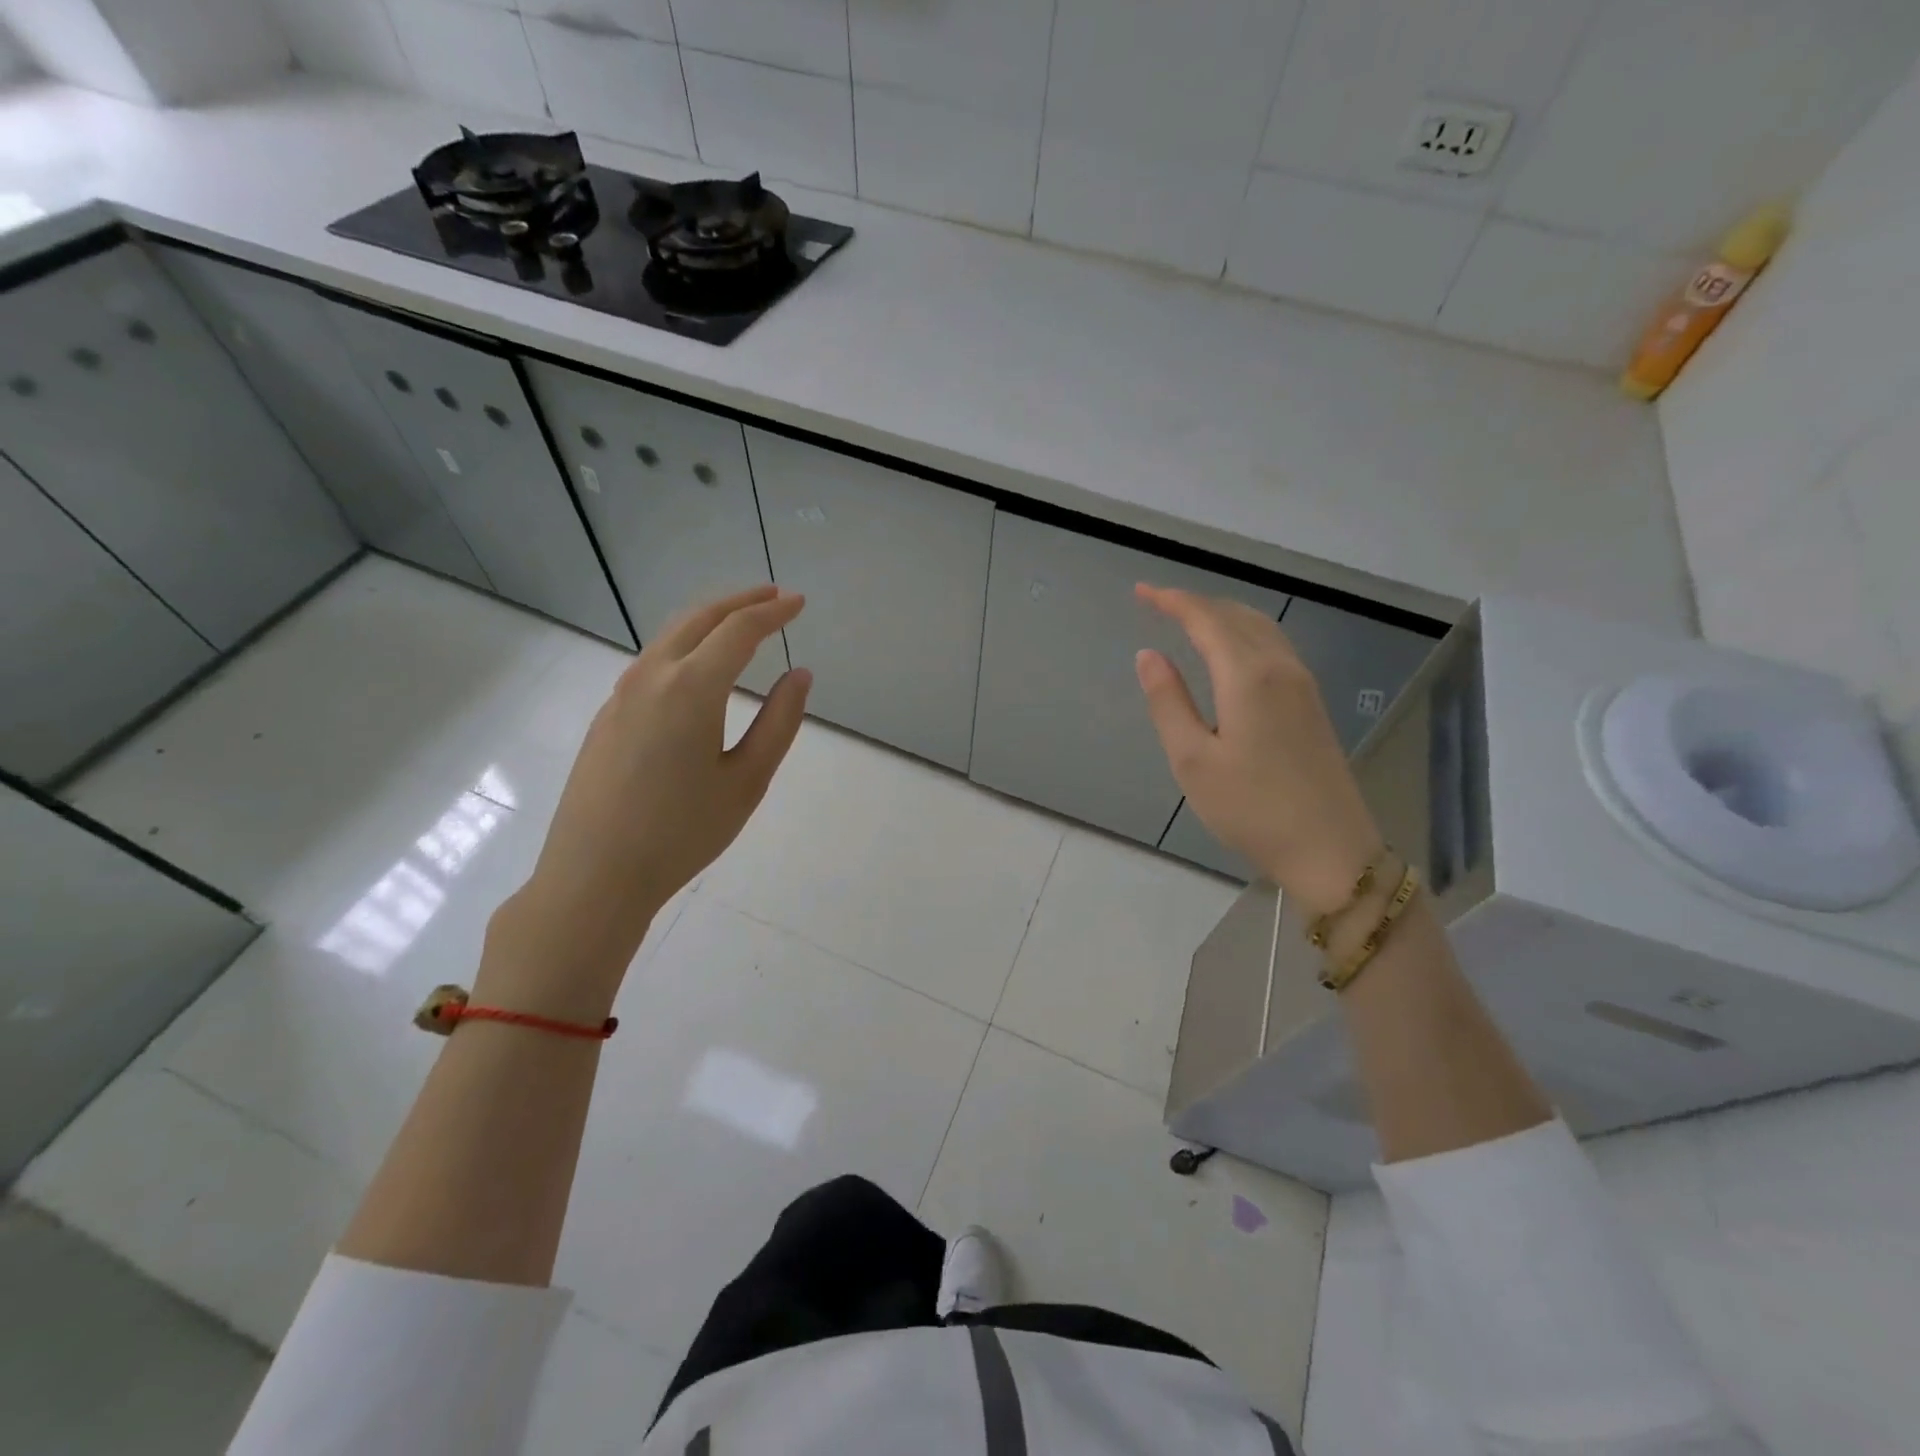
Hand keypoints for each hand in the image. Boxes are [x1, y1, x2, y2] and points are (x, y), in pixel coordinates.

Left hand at [489, 585, 809, 1006]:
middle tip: (773, 596)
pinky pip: (652, 662)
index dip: (773, 612)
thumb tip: (799, 675)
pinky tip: (698, 668)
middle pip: (699, 619)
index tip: (799, 601)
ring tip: (740, 623)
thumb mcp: (747, 781)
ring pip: (670, 637)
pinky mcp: (607, 716)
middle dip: (739, 602)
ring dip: (709, 620)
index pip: (739, 631)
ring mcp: (622, 694)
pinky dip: (684, 646)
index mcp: (691, 688)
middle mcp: (651, 677)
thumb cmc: (682, 833)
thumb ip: (779, 723)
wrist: (594, 875)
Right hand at [1133, 584, 1382, 914]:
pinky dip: (1244, 633)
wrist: (1331, 850)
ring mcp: (1303, 684)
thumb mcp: (1193, 760)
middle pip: (1236, 615)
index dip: (1171, 601)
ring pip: (1261, 627)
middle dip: (1195, 603)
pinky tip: (1231, 651)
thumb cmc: (1251, 809)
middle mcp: (1280, 667)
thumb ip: (1168, 701)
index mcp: (1248, 676)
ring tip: (1189, 619)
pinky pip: (1274, 646)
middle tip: (1158, 603)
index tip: (1140, 592)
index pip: (1205, 619)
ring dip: (1222, 615)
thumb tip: (1149, 654)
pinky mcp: (1312, 704)